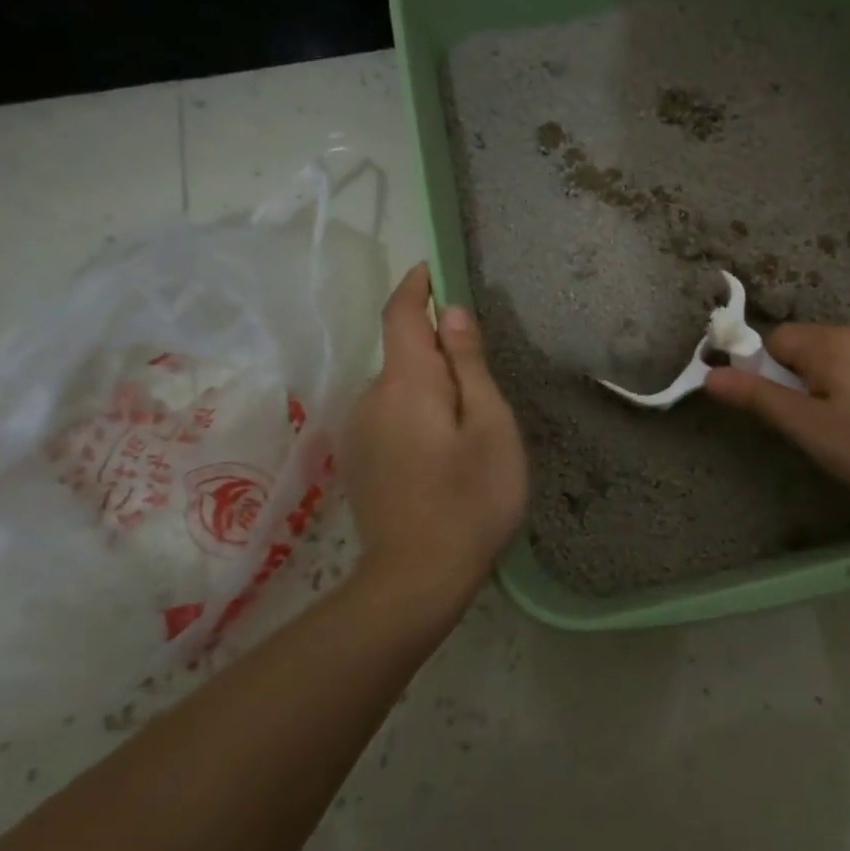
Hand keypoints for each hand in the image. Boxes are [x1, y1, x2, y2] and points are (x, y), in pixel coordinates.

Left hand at [339, 264, 526, 618]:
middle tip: (484, 392)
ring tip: (468, 433)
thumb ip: (469, 365)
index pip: (401, 315)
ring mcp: (359, 433)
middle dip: (438, 353)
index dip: (415, 288)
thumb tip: (452, 314)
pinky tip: (441, 456)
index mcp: (406, 383)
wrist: (416, 579)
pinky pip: (389, 417)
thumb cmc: (470, 498)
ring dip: (429, 390)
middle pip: (403, 355)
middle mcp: (370, 398)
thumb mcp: (490, 426)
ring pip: (398, 389)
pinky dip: (416, 416)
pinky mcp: (359, 461)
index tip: (430, 272)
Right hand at [703, 324, 849, 511]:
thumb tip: (711, 374)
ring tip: (846, 426)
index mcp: (831, 342)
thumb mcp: (810, 429)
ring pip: (838, 356)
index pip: (776, 339)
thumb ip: (759, 398)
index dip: (766, 371)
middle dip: (799, 378)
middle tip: (813, 424)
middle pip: (807, 345)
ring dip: (828, 382)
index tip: (780, 407)